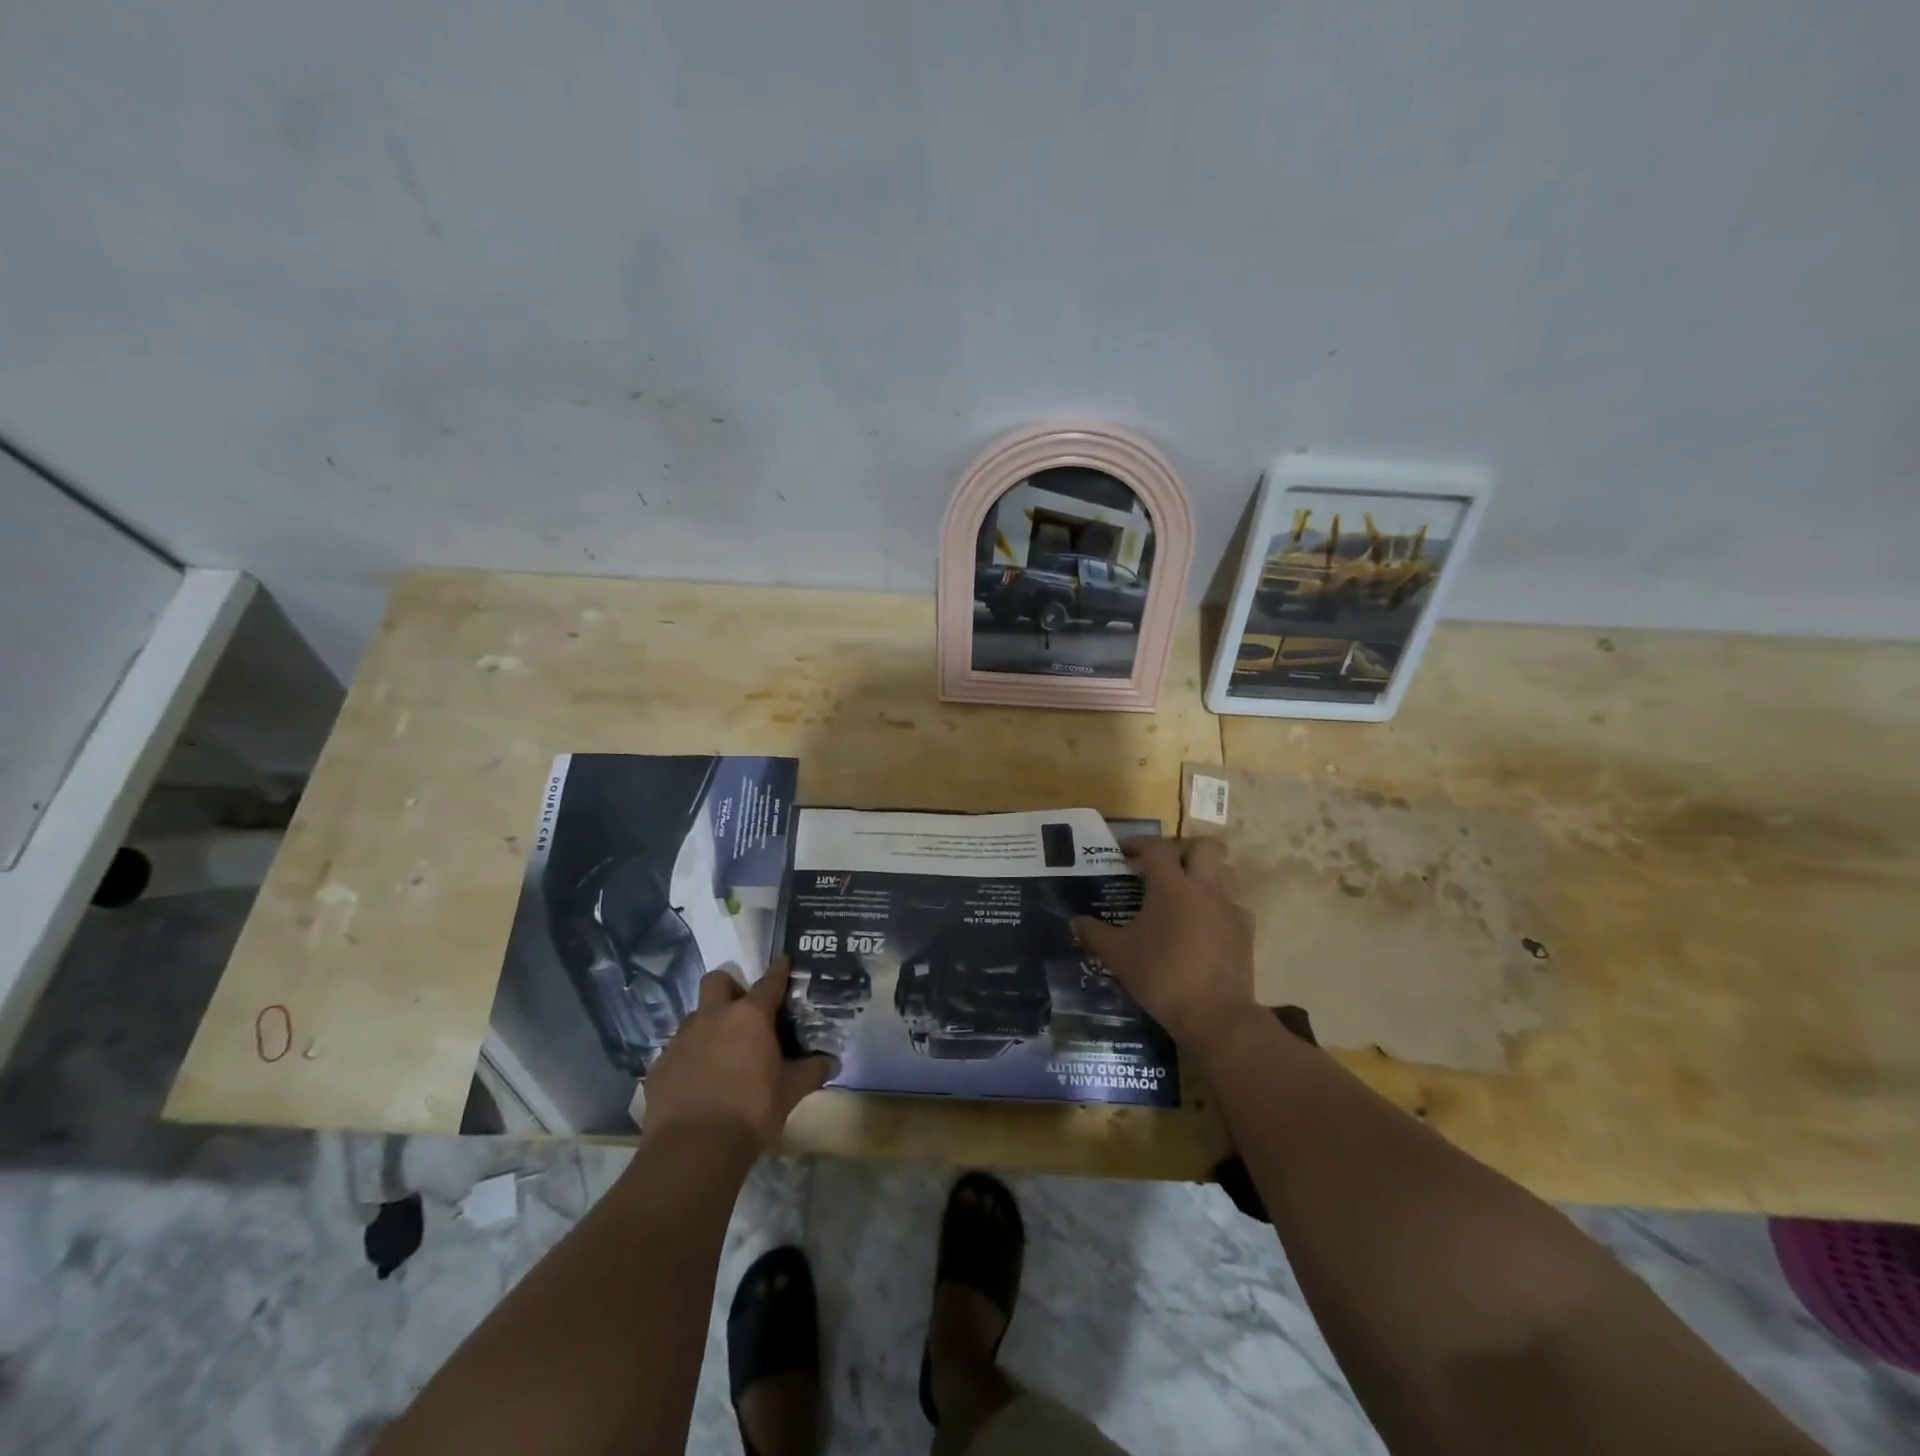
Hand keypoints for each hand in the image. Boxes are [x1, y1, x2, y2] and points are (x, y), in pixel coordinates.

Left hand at [642, 958, 837, 1147]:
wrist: (693, 1149)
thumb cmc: (751, 1112)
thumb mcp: (790, 1092)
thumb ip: (811, 1072)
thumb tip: (832, 1061)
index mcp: (749, 1017)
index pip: (769, 982)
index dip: (778, 970)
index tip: (783, 960)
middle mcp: (713, 1017)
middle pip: (717, 981)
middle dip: (730, 987)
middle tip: (742, 1010)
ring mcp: (682, 1040)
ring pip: (694, 1016)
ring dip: (708, 1025)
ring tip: (720, 1052)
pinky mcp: (659, 1066)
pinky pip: (677, 1051)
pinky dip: (689, 1058)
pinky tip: (697, 1082)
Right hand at [1072, 836, 1258, 1053]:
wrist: (1215, 1014)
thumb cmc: (1162, 976)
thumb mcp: (1118, 955)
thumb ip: (1094, 934)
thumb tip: (1074, 923)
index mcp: (1171, 885)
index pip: (1156, 847)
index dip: (1138, 843)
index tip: (1123, 853)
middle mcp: (1204, 887)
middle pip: (1204, 846)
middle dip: (1183, 849)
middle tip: (1163, 867)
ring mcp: (1229, 908)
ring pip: (1225, 871)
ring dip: (1205, 873)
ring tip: (1184, 892)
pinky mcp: (1245, 931)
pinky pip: (1234, 906)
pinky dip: (1219, 908)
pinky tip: (1204, 925)